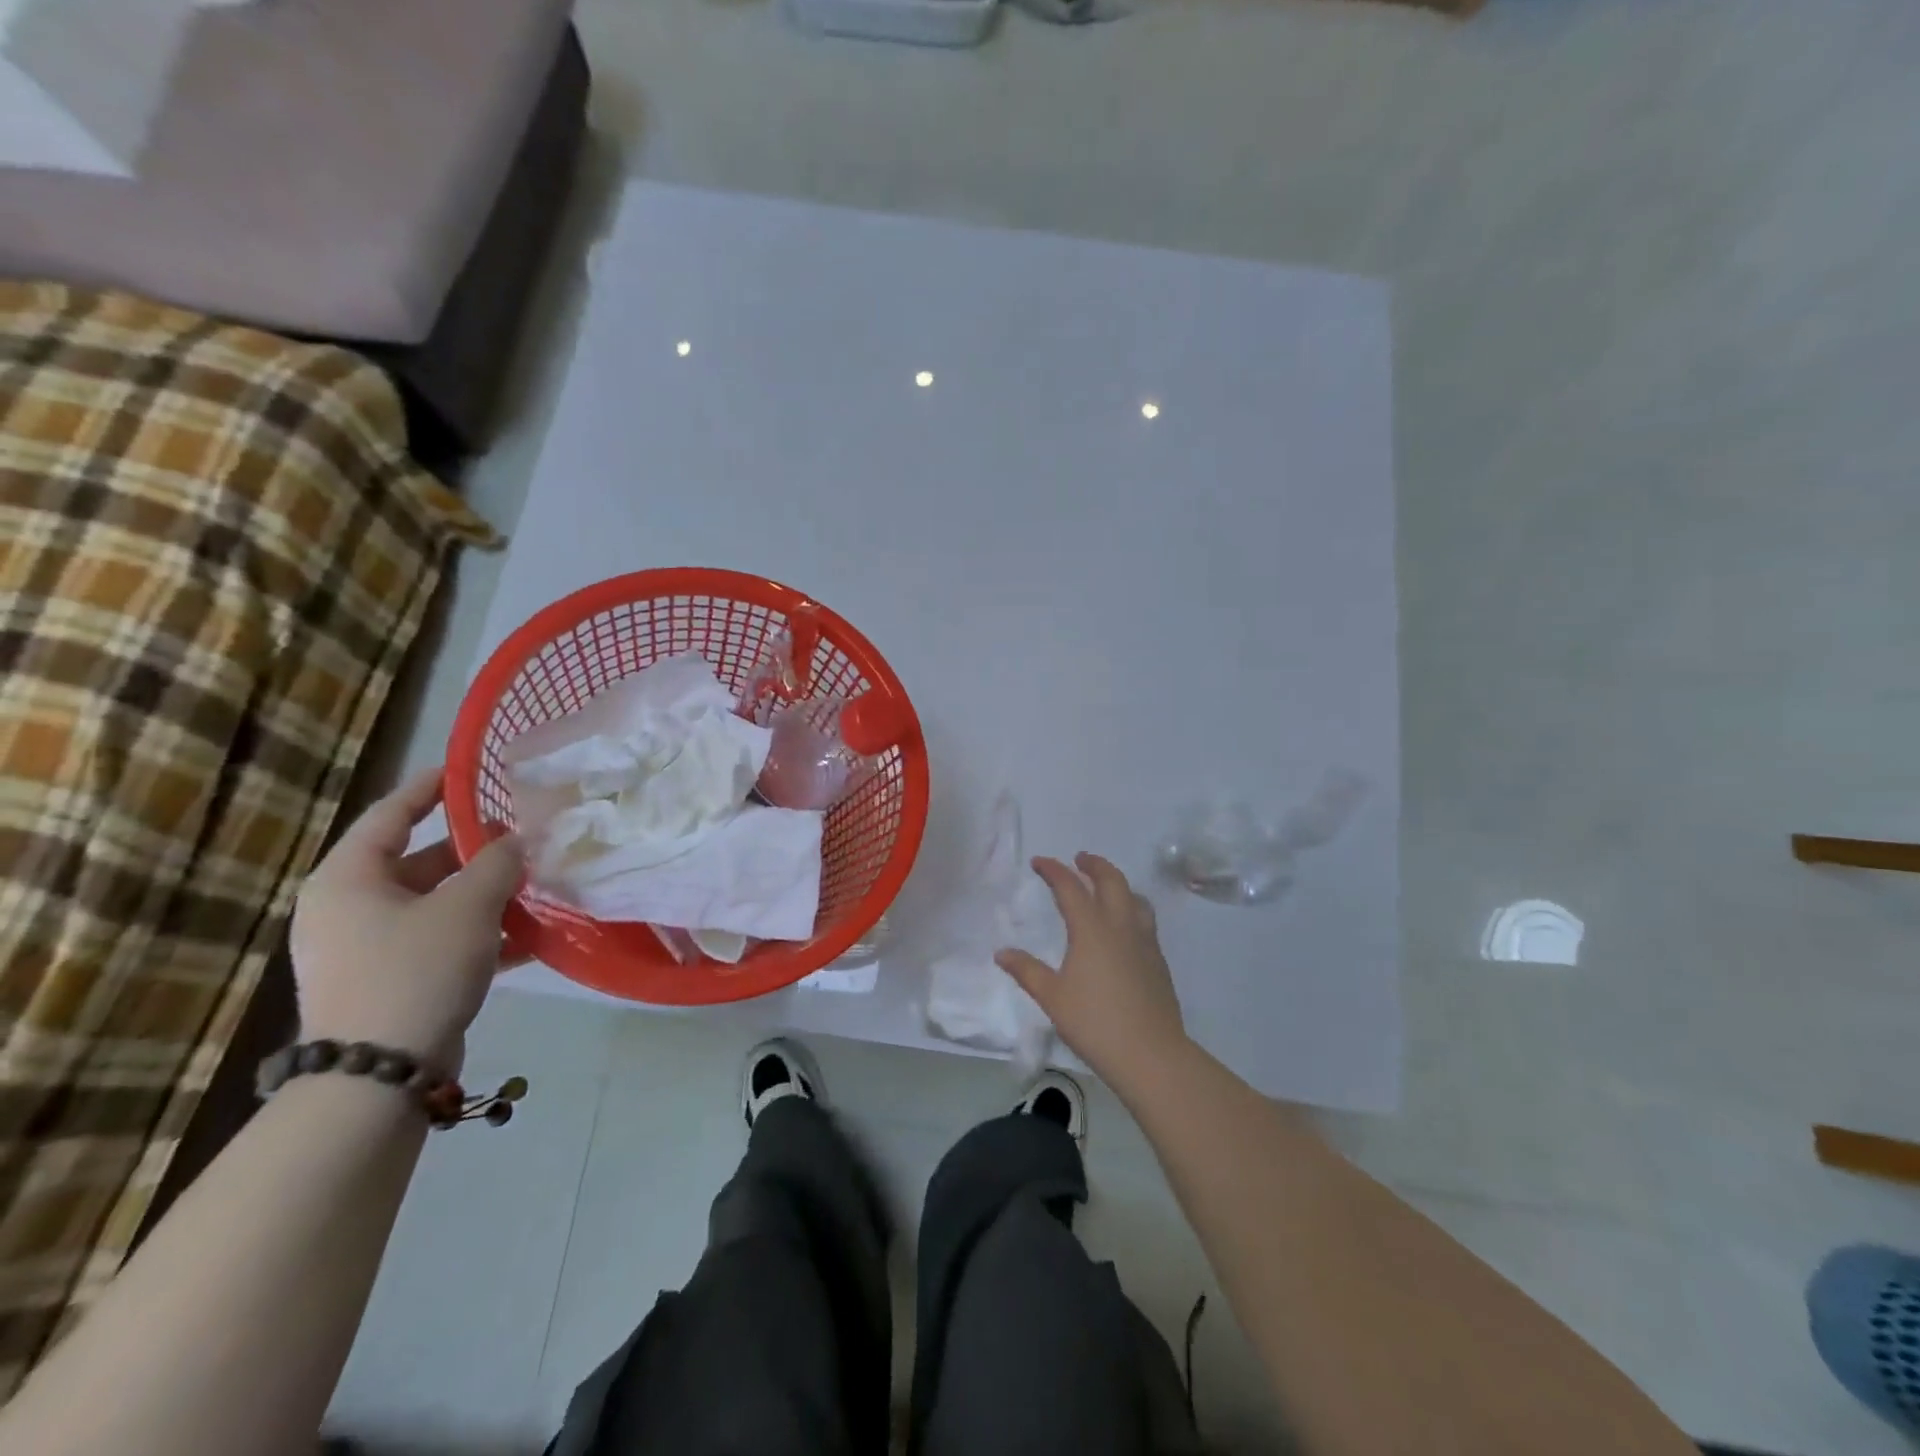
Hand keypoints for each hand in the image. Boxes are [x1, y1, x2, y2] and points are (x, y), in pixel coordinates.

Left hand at [290, 766, 523, 1073]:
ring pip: (436, 904)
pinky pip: (439, 940)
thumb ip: (498, 863)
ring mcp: (366, 948)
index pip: (390, 814)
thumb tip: (517, 840)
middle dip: (476, 853)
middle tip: (524, 840)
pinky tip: (528, 937)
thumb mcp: (468, 907)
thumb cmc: (415, 971)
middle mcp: (348, 908)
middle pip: (420, 862)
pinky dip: (478, 934)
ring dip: (485, 896)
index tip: (469, 771)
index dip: (430, 788)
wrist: (379, 1076)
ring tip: (536, 886)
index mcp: (348, 879)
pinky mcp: (388, 981)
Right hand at [996, 853, 1188, 1085]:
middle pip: (1111, 880)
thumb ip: (1027, 971)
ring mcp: (1145, 942)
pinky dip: (1131, 908)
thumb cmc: (1095, 1022)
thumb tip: (1002, 953)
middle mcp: (1121, 926)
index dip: (1054, 870)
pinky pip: (1145, 919)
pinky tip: (1124, 928)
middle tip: (1079, 859)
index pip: (1070, 887)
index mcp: (1091, 929)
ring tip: (1105, 889)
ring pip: (1135, 897)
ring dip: (1118, 884)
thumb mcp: (1052, 997)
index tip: (1039, 862)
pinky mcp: (1158, 960)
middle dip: (1094, 865)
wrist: (1151, 1054)